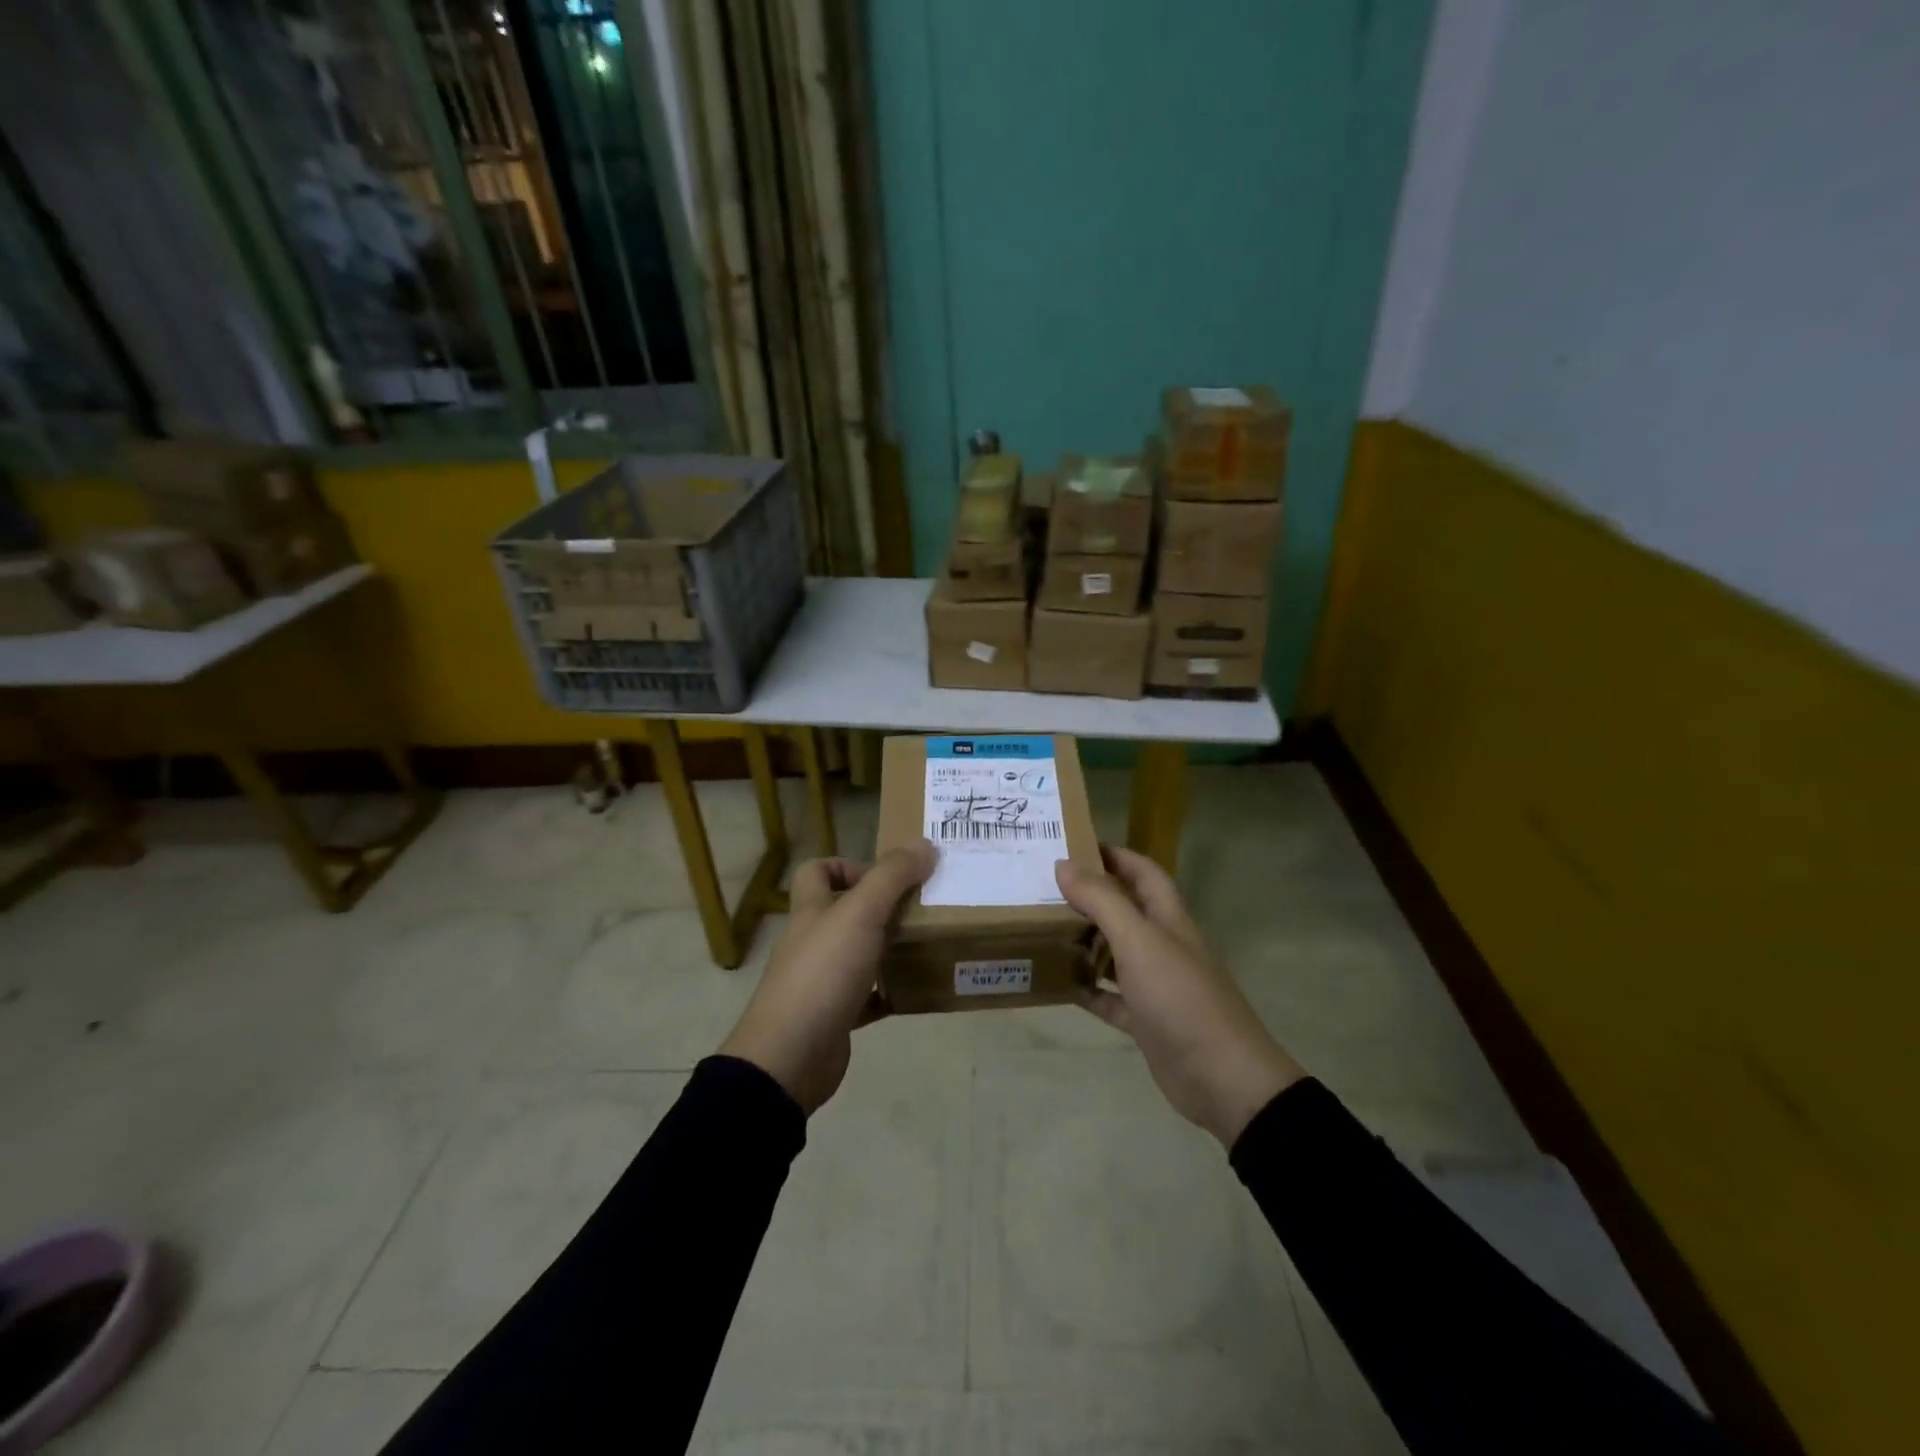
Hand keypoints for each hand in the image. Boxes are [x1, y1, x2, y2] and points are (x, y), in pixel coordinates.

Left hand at [719, 842, 933, 1114]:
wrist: (791, 1056)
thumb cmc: (823, 973)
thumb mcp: (861, 914)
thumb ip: (892, 877)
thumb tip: (925, 844)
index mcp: (812, 911)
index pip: (817, 872)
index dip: (847, 865)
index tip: (887, 877)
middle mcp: (813, 941)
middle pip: (843, 912)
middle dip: (881, 907)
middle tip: (922, 908)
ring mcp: (821, 980)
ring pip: (858, 953)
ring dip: (889, 948)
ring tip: (927, 944)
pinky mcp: (835, 1015)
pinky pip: (867, 997)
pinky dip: (889, 991)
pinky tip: (916, 990)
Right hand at [1056, 845, 1304, 1146]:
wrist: (1223, 1078)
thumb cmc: (1180, 997)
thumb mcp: (1139, 941)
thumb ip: (1102, 901)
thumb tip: (1064, 865)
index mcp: (1168, 919)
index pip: (1142, 872)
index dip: (1114, 855)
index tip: (1073, 845)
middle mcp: (1163, 945)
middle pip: (1125, 910)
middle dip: (1090, 897)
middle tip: (1044, 889)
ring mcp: (1156, 985)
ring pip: (1115, 953)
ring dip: (1085, 941)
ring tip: (1042, 930)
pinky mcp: (1146, 1021)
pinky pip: (1110, 998)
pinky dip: (1088, 989)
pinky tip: (1059, 984)